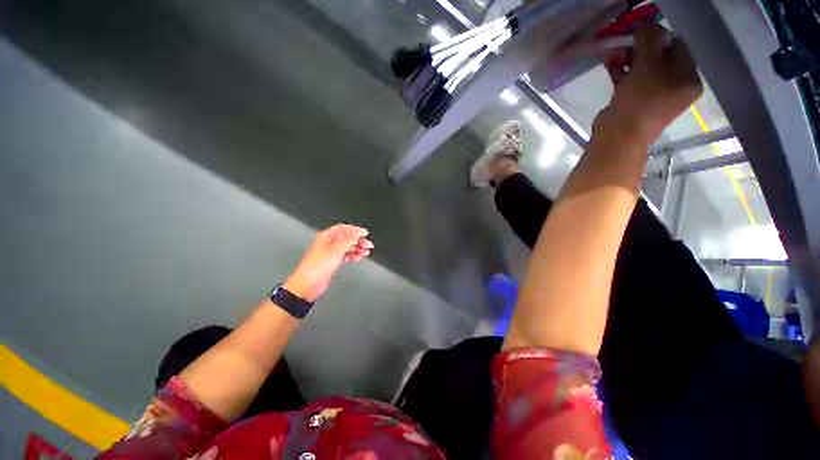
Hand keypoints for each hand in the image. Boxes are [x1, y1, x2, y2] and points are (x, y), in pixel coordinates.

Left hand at [284, 224, 373, 302]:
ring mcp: (331, 252)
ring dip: (357, 249)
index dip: (355, 230)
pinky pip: (345, 255)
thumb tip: (358, 232)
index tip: (365, 233)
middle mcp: (328, 243)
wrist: (308, 284)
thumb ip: (349, 240)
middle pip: (347, 238)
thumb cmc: (318, 266)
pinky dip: (353, 256)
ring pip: (347, 247)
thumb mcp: (336, 250)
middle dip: (358, 241)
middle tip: (368, 245)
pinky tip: (359, 258)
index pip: (343, 228)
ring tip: (366, 253)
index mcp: (326, 236)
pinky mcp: (332, 261)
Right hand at [594, 24, 703, 146]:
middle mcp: (675, 86)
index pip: (677, 46)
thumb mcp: (647, 66)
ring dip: (627, 59)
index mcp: (688, 79)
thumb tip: (646, 22)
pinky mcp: (636, 103)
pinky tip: (609, 64)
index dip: (657, 36)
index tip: (637, 32)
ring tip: (611, 54)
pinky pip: (632, 81)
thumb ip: (648, 40)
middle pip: (659, 57)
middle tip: (622, 42)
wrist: (618, 137)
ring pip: (643, 69)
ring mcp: (654, 96)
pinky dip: (621, 72)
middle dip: (639, 48)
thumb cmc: (639, 102)